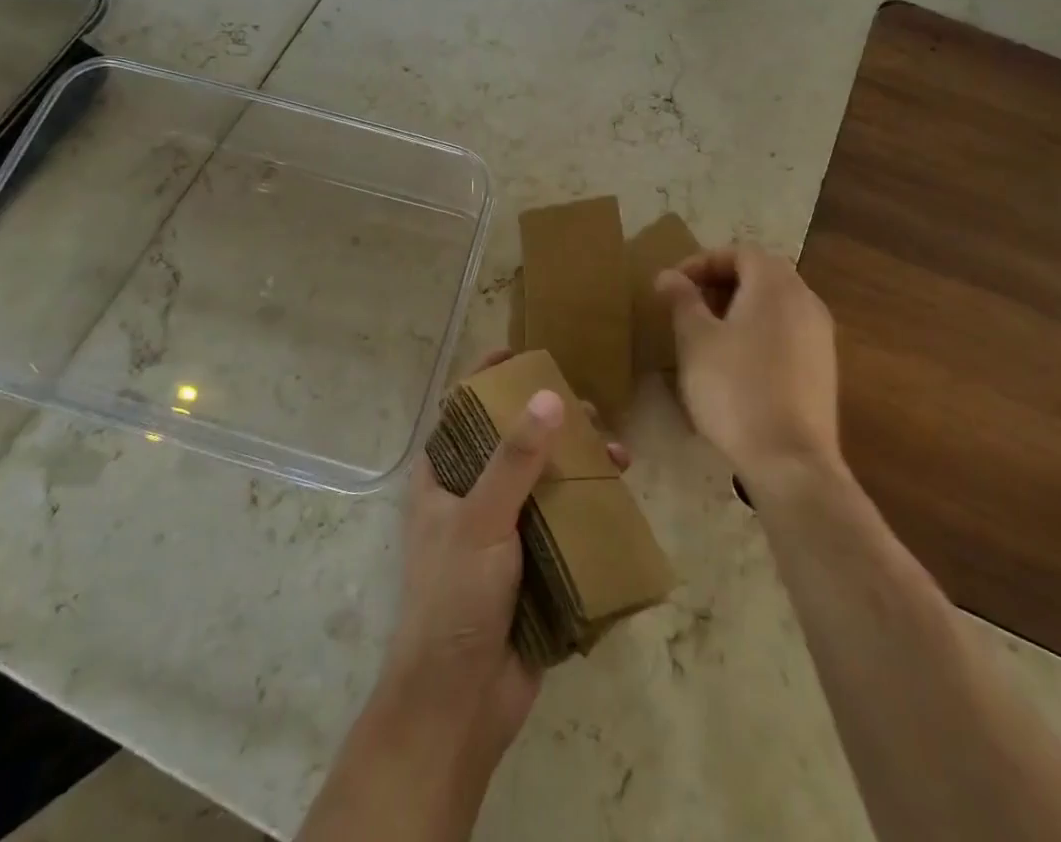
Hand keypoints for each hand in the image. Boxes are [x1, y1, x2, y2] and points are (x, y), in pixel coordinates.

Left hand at [378, 351, 629, 769]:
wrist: (458, 708)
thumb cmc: (454, 601)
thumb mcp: (480, 520)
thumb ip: (514, 459)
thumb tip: (549, 396)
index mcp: (442, 478)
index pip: (463, 411)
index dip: (489, 378)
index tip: (525, 353)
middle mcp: (471, 497)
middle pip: (514, 442)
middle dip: (553, 423)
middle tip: (591, 412)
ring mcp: (504, 532)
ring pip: (545, 481)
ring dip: (580, 465)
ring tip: (618, 457)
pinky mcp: (533, 565)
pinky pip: (564, 522)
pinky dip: (589, 507)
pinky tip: (619, 498)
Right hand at [655, 246, 841, 490]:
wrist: (790, 461)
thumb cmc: (734, 388)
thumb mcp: (695, 340)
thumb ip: (682, 300)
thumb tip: (669, 276)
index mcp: (775, 285)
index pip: (740, 252)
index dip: (703, 261)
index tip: (675, 284)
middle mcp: (805, 301)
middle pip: (762, 274)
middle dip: (722, 282)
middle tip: (689, 304)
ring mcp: (820, 336)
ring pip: (776, 303)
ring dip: (740, 307)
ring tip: (708, 333)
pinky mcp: (823, 368)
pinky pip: (788, 331)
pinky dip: (760, 331)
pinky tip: (736, 362)